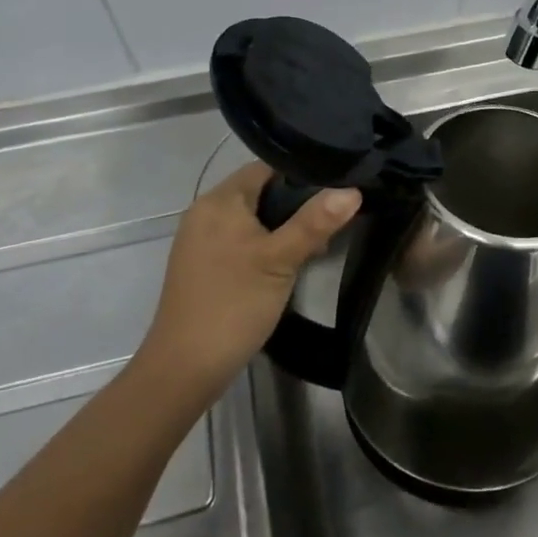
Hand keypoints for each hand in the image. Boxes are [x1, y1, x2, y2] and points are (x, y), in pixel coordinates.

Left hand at [137, 163, 360, 400]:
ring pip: (251, 218)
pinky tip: (286, 264)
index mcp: (220, 200)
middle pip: (259, 192)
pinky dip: (263, 244)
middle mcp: (205, 211)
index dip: (302, 175)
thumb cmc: (234, 304)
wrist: (185, 368)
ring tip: (316, 244)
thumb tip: (352, 190)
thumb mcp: (281, 260)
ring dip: (281, 227)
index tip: (336, 189)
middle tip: (331, 221)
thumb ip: (315, 222)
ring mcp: (200, 240)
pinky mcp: (201, 264)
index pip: (267, 168)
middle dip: (295, 205)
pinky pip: (239, 239)